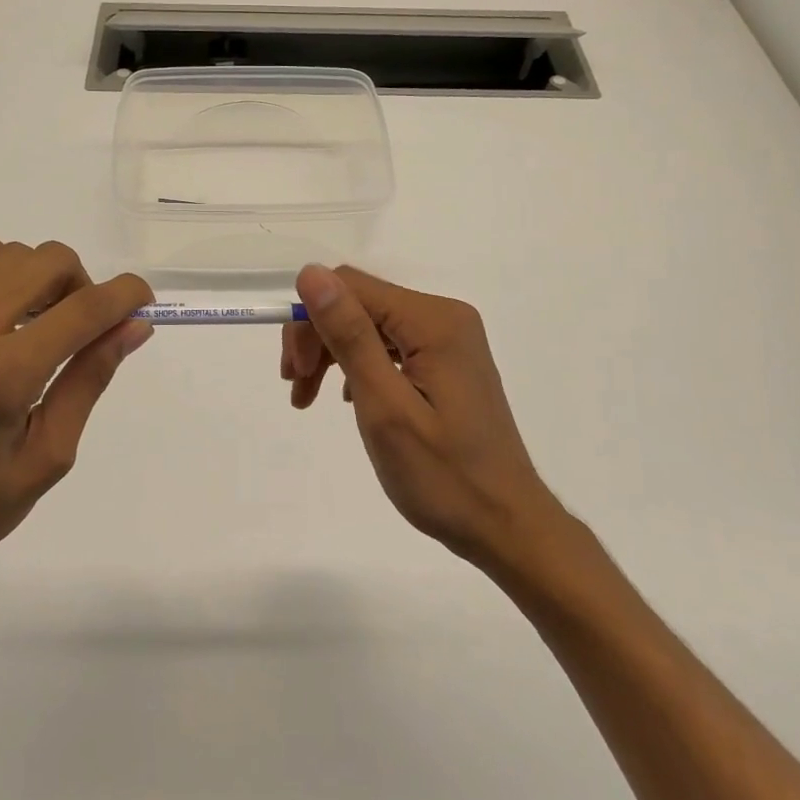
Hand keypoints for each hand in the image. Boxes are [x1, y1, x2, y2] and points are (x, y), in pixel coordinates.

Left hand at [0, 236, 152, 604]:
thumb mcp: (45, 458)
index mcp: (3, 375)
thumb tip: (133, 328)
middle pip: (48, 262)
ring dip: (41, 276)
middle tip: (84, 331)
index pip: (86, 308)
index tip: (143, 305)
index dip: (127, 296)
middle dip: (85, 285)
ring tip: (38, 323)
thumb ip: (89, 381)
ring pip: (5, 255)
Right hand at [282, 264, 565, 570]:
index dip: (310, 320)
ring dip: (333, 354)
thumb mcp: (385, 406)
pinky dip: (360, 365)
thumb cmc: (443, 476)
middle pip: (360, 303)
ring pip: (371, 324)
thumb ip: (350, 335)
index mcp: (434, 321)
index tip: (293, 373)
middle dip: (318, 338)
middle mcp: (444, 317)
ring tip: (309, 398)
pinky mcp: (448, 362)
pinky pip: (391, 345)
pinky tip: (349, 398)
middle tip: (297, 390)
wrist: (506, 525)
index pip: (351, 287)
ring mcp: (449, 339)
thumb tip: (311, 273)